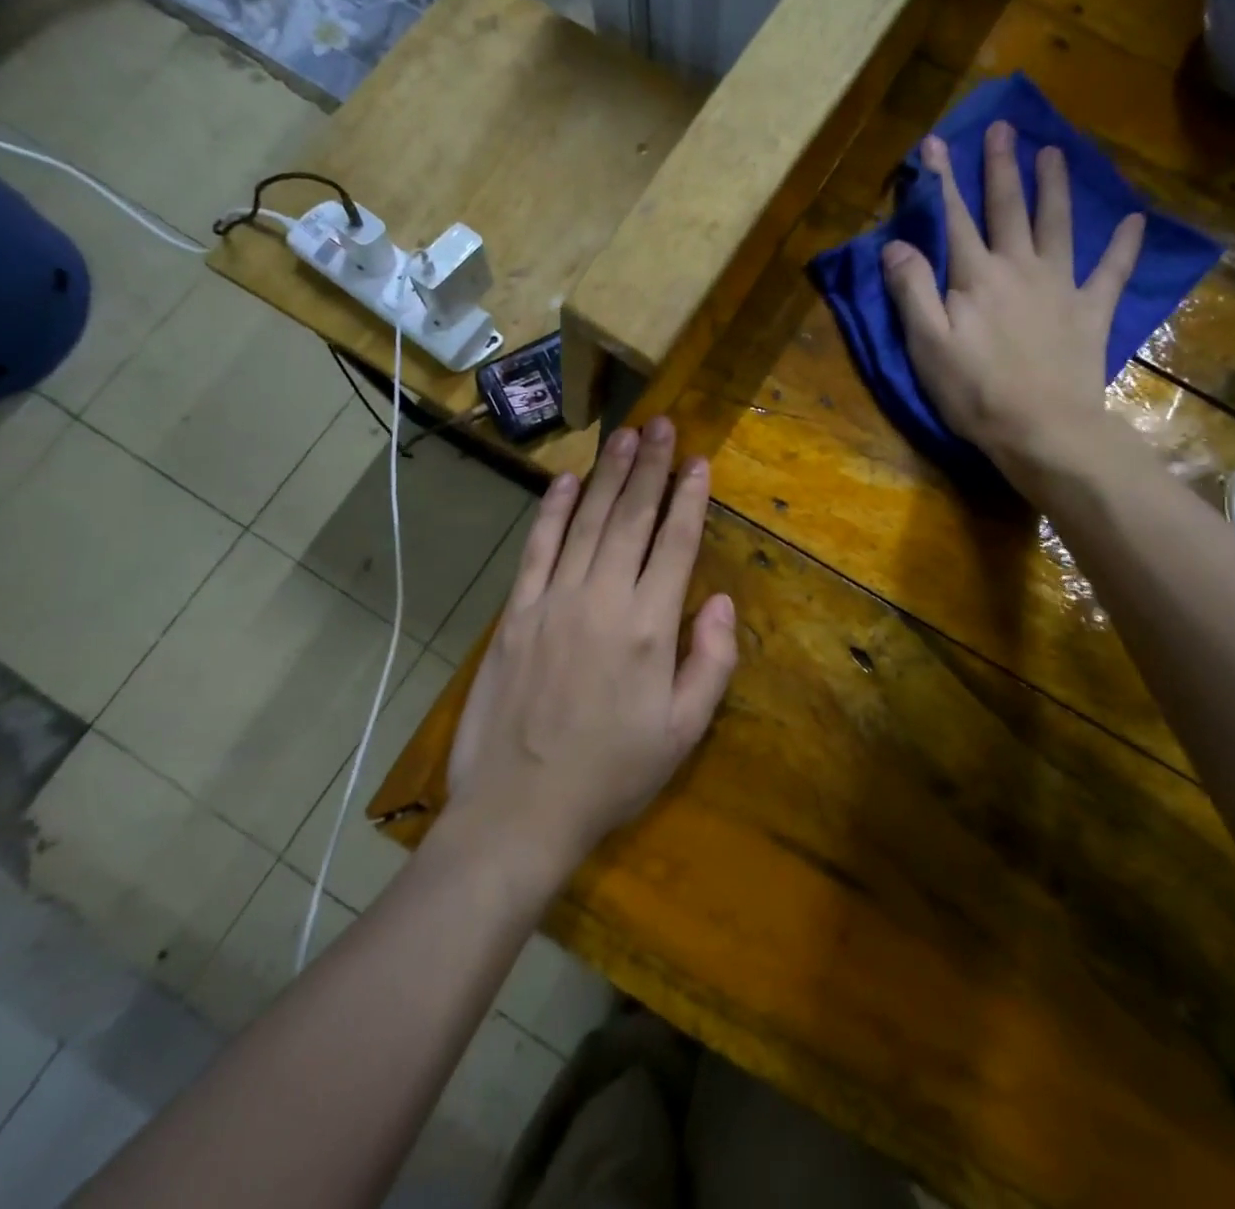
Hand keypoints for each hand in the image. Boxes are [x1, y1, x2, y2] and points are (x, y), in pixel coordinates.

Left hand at [446, 416, 737, 874]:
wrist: (519, 809)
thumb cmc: (612, 774)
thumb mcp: (683, 732)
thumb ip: (710, 662)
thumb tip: (718, 600)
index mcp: (648, 626)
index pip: (674, 543)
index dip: (689, 498)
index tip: (699, 461)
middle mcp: (602, 598)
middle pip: (631, 518)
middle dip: (650, 468)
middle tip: (663, 425)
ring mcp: (553, 600)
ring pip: (587, 522)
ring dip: (609, 476)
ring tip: (626, 436)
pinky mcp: (517, 613)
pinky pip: (538, 549)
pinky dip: (554, 511)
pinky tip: (568, 481)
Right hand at [881, 121, 1144, 477]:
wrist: (1042, 428)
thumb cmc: (974, 391)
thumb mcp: (927, 344)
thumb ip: (911, 290)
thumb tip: (895, 243)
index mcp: (975, 277)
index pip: (954, 219)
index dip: (942, 181)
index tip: (935, 144)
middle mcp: (1018, 268)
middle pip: (1008, 209)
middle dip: (1001, 168)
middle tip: (1004, 128)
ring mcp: (1060, 286)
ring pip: (1056, 225)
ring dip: (1053, 188)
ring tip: (1053, 153)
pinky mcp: (1090, 312)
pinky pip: (1111, 272)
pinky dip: (1123, 247)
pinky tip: (1134, 223)